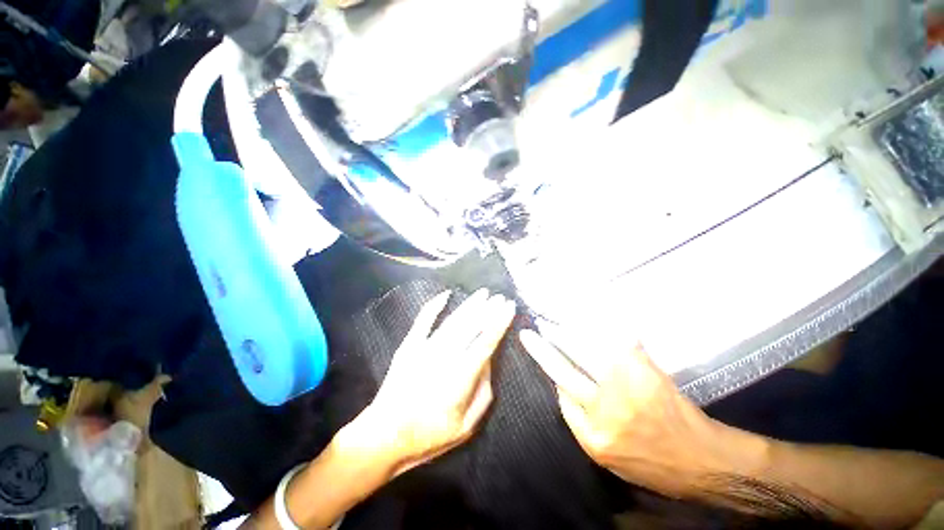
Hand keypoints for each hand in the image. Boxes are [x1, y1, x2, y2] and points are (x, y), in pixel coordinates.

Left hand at [346, 289, 515, 476]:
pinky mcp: (409, 345)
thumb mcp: (466, 426)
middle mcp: (443, 358)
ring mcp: (424, 348)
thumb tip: (489, 361)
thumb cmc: (429, 435)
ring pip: (452, 321)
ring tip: (483, 293)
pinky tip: (446, 294)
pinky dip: (434, 305)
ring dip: (469, 305)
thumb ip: (483, 391)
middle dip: (488, 310)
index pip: (485, 343)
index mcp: (459, 378)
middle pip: (470, 327)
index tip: (509, 308)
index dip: (499, 323)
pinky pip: (423, 320)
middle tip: (501, 297)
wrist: (384, 435)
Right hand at [519, 329, 765, 497]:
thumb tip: (561, 387)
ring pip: (585, 351)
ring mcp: (625, 386)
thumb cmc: (652, 464)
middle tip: (529, 334)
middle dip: (542, 349)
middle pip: (564, 370)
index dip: (550, 370)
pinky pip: (617, 341)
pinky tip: (592, 316)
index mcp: (593, 435)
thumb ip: (580, 423)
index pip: (561, 393)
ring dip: (566, 334)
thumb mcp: (607, 457)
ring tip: (552, 322)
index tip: (539, 350)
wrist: (703, 462)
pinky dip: (604, 328)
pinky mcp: (644, 370)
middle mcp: (604, 409)